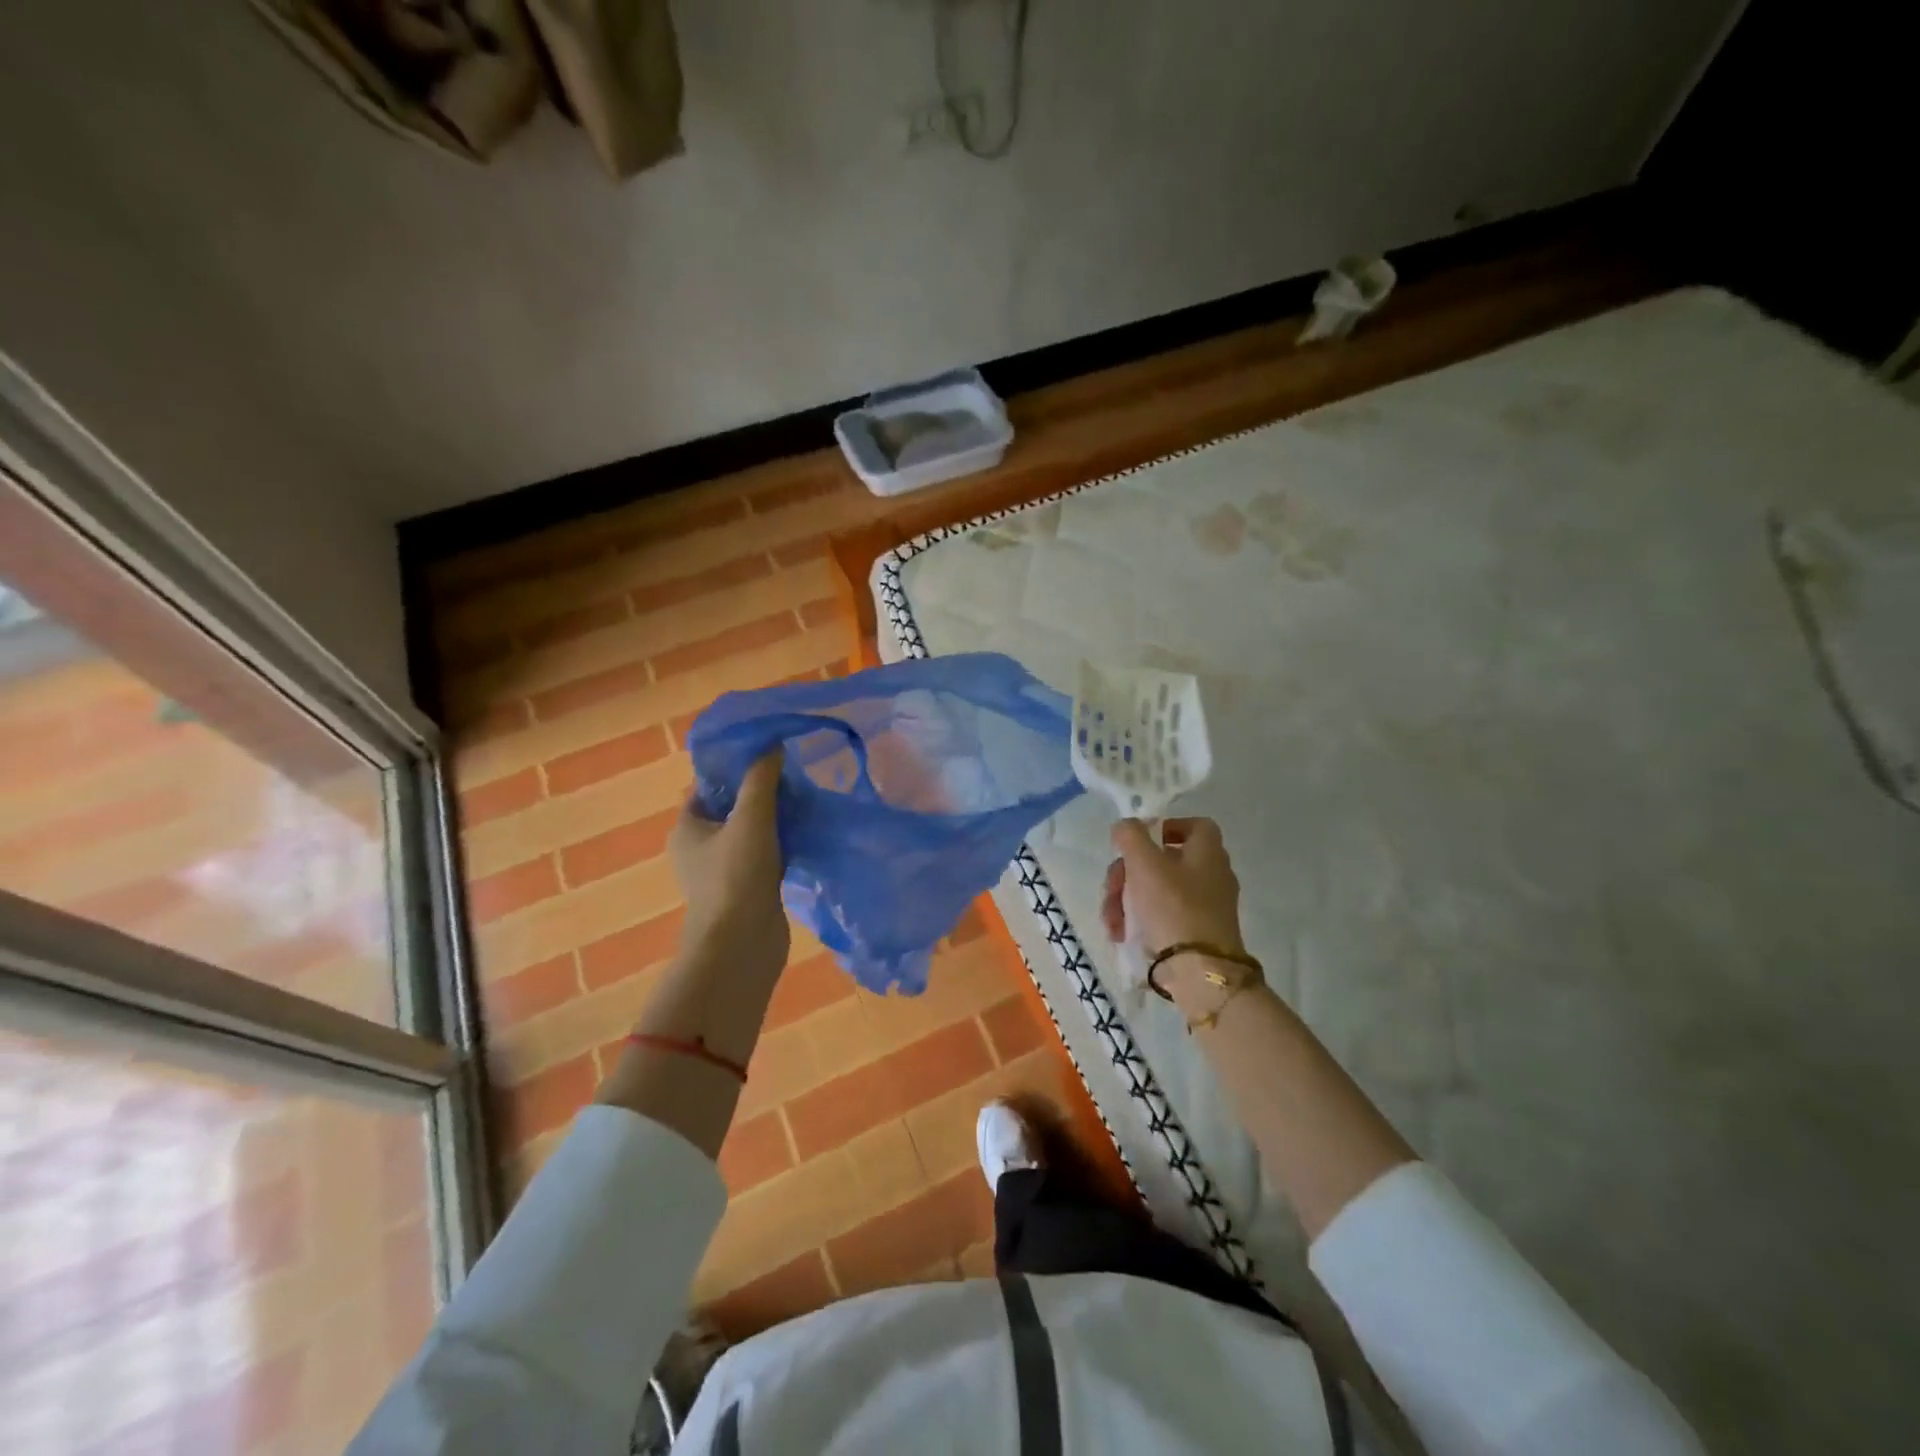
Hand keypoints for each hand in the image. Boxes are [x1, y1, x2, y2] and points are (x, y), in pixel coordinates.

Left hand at [670, 752, 788, 974]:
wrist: (742, 944)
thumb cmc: (736, 875)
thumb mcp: (751, 818)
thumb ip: (761, 779)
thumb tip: (772, 745)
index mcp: (687, 827)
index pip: (707, 785)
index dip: (733, 767)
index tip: (766, 754)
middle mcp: (699, 847)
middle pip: (731, 807)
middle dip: (760, 791)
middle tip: (792, 775)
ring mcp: (723, 871)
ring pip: (751, 832)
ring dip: (775, 818)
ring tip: (805, 799)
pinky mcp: (747, 888)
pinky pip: (765, 855)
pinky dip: (782, 843)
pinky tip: (807, 833)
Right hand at [1101, 817, 1245, 956]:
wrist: (1199, 971)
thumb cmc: (1173, 907)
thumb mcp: (1144, 863)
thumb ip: (1130, 835)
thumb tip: (1125, 826)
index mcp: (1208, 852)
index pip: (1193, 825)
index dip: (1164, 827)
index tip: (1137, 842)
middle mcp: (1212, 875)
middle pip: (1163, 860)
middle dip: (1128, 873)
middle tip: (1112, 888)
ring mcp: (1206, 906)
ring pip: (1157, 890)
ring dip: (1126, 901)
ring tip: (1111, 921)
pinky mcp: (1196, 932)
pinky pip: (1163, 916)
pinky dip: (1141, 921)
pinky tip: (1121, 935)